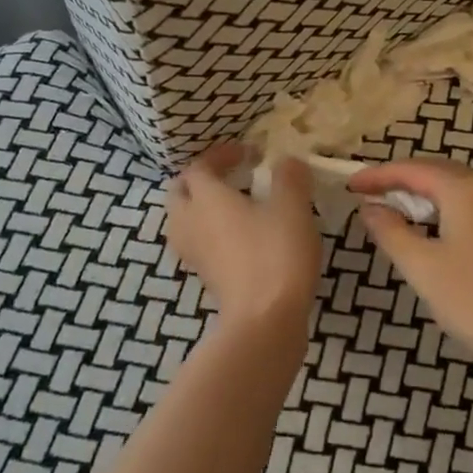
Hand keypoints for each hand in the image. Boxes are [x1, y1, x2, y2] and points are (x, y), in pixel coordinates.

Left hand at [166, 143, 321, 327]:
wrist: (265, 319)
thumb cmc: (276, 253)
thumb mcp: (292, 207)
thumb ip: (289, 178)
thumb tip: (287, 162)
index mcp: (206, 197)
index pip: (199, 166)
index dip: (220, 155)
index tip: (249, 154)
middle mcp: (190, 221)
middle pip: (180, 192)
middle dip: (201, 180)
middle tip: (230, 177)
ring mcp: (194, 253)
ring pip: (184, 220)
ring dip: (201, 208)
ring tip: (233, 207)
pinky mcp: (204, 277)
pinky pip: (198, 244)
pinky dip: (210, 233)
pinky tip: (240, 237)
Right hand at [350, 157, 472, 382]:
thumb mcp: (423, 268)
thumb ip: (391, 232)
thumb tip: (370, 208)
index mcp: (467, 189)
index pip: (413, 169)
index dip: (378, 176)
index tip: (349, 186)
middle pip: (438, 173)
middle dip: (401, 182)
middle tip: (369, 197)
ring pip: (459, 191)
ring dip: (425, 197)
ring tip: (395, 215)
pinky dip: (447, 212)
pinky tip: (435, 235)